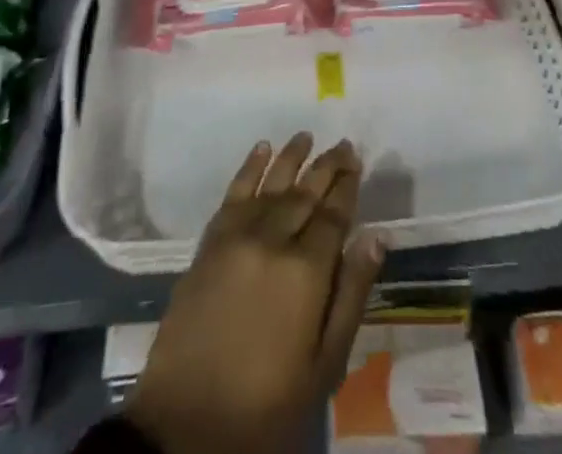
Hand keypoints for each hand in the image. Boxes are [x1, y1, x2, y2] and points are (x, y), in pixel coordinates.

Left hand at [126, 134, 383, 453]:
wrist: (186, 425)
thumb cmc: (266, 404)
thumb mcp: (324, 365)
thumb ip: (351, 295)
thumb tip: (375, 236)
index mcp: (306, 271)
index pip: (334, 215)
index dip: (347, 186)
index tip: (357, 161)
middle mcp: (273, 240)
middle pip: (305, 193)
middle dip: (326, 167)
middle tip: (343, 144)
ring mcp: (237, 237)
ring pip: (271, 184)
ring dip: (291, 157)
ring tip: (307, 136)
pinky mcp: (209, 243)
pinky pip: (233, 193)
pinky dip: (249, 167)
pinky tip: (261, 149)